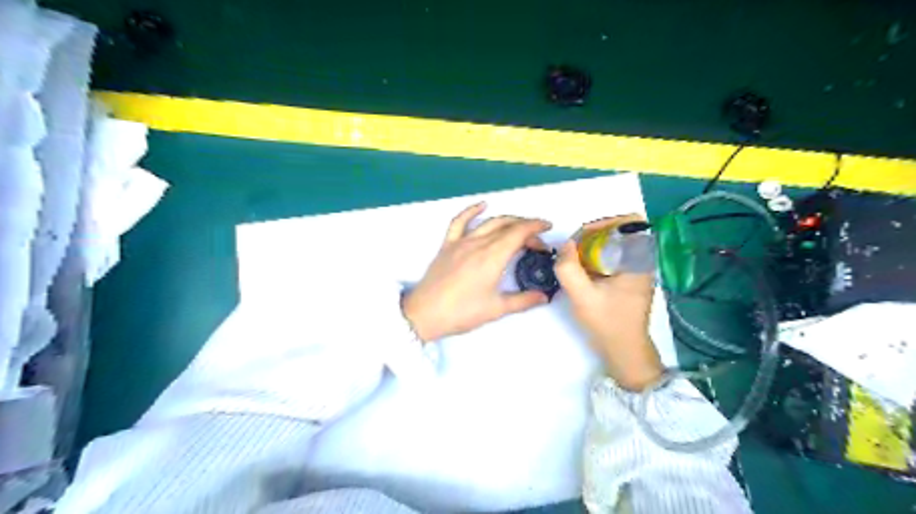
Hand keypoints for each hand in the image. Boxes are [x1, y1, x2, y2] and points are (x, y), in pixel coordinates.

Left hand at [406, 202, 550, 342]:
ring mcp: (461, 242)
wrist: (425, 314)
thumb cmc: (462, 313)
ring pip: (488, 222)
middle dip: (526, 228)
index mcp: (492, 257)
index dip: (535, 228)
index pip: (519, 233)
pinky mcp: (447, 245)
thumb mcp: (496, 309)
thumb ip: (523, 300)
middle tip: (537, 241)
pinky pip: (459, 221)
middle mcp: (478, 243)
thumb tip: (544, 296)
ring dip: (507, 220)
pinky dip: (472, 210)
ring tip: (519, 226)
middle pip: (507, 226)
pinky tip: (482, 204)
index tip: (547, 228)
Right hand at [554, 213, 662, 389]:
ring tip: (576, 260)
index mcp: (640, 261)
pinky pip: (614, 257)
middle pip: (621, 231)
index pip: (631, 222)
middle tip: (575, 250)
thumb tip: (567, 245)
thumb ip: (569, 268)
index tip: (583, 236)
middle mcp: (643, 261)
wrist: (624, 350)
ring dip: (594, 247)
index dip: (605, 222)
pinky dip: (598, 258)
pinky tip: (584, 272)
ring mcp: (638, 271)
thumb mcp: (582, 296)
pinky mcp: (631, 279)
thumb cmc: (607, 323)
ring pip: (616, 244)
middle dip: (595, 236)